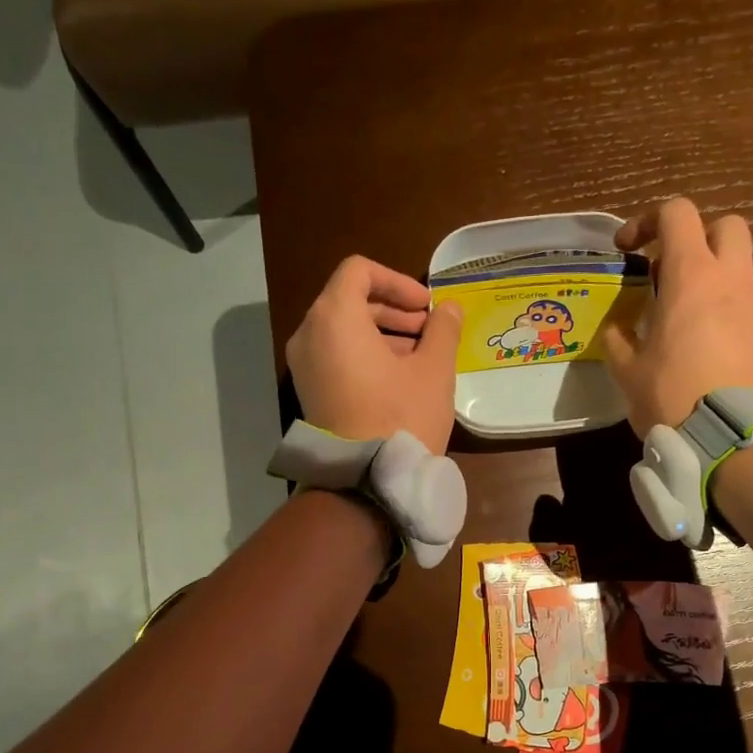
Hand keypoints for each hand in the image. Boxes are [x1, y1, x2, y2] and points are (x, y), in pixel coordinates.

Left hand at [287, 256, 463, 452]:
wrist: (365, 481)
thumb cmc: (401, 417)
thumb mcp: (434, 370)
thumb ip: (443, 329)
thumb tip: (449, 308)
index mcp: (334, 317)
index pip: (359, 271)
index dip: (397, 281)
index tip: (426, 306)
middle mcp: (309, 334)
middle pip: (350, 300)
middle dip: (393, 309)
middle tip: (429, 329)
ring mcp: (304, 365)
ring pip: (342, 329)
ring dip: (382, 332)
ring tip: (420, 355)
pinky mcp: (309, 391)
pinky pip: (335, 355)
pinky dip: (364, 353)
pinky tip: (398, 377)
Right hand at [601, 198, 752, 433]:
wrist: (732, 438)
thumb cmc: (672, 395)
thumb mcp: (628, 370)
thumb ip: (618, 340)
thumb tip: (617, 330)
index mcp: (691, 275)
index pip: (677, 213)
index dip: (647, 221)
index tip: (626, 250)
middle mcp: (729, 279)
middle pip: (725, 225)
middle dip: (696, 237)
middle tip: (667, 270)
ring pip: (738, 265)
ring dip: (710, 275)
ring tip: (678, 312)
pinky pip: (743, 303)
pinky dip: (722, 307)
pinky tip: (699, 342)